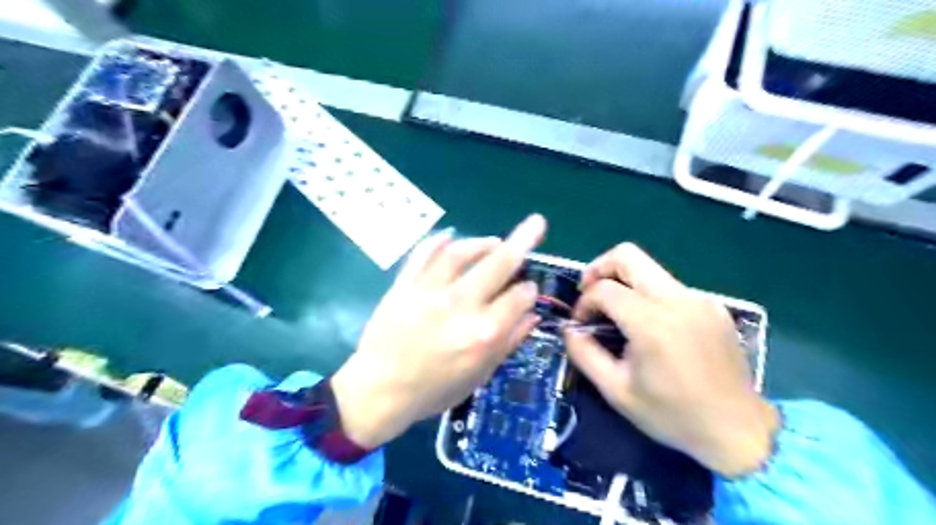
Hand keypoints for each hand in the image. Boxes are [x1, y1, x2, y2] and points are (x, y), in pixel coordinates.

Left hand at [330, 216, 545, 448]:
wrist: (379, 391)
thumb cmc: (434, 390)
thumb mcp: (479, 375)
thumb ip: (509, 342)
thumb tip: (532, 314)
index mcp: (483, 334)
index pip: (518, 298)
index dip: (529, 290)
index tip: (528, 289)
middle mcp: (459, 306)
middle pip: (497, 265)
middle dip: (522, 241)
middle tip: (536, 223)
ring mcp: (428, 292)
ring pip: (460, 253)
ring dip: (481, 242)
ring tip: (494, 241)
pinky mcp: (403, 285)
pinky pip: (422, 255)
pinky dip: (437, 241)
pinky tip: (450, 235)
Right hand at [566, 245, 780, 477]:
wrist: (738, 430)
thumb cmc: (672, 415)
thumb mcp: (616, 391)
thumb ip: (584, 354)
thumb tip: (570, 329)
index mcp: (652, 323)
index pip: (604, 288)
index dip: (584, 302)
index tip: (581, 324)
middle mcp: (678, 300)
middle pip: (628, 255)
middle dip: (599, 268)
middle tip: (588, 292)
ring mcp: (700, 299)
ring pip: (649, 269)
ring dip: (624, 283)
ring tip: (617, 314)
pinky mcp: (714, 305)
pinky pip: (670, 287)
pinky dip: (649, 296)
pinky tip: (650, 327)